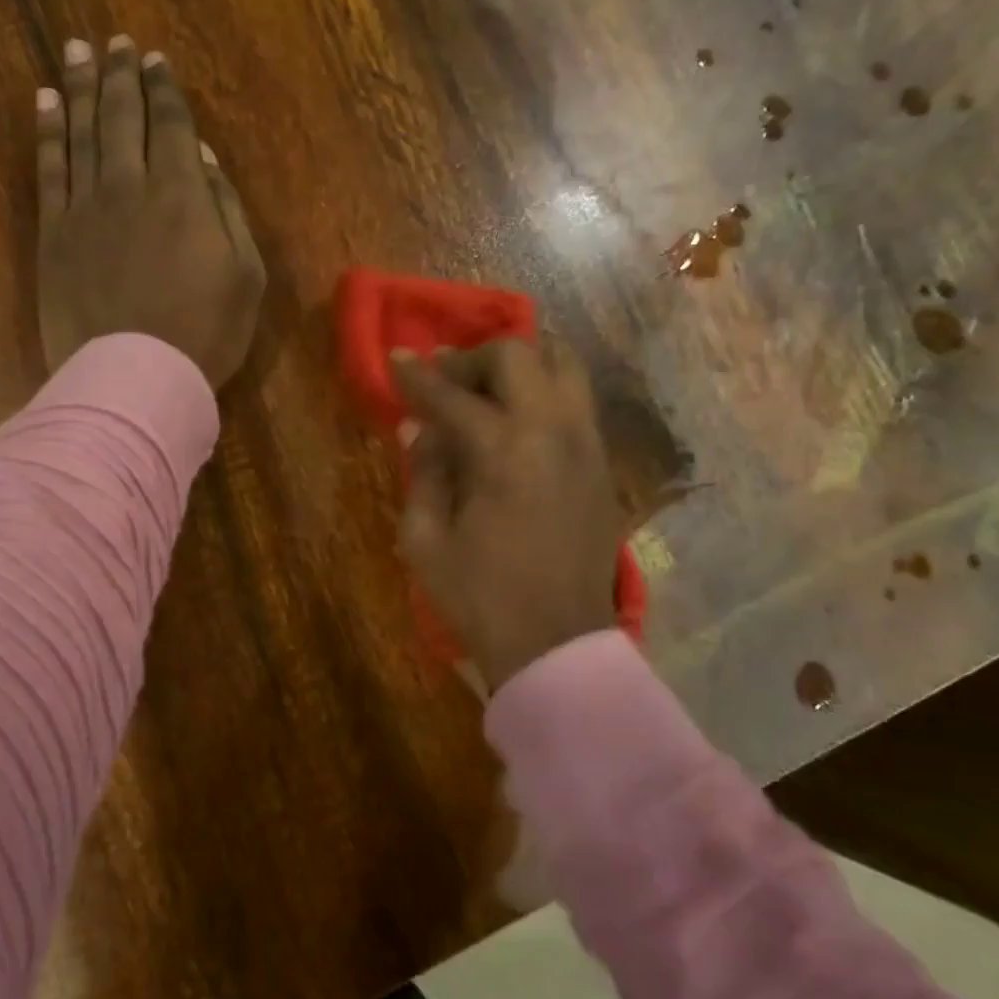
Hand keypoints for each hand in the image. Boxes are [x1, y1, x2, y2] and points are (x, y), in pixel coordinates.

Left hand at [36, 36, 265, 387]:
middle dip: (121, 74)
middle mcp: (130, 186)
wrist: (137, 375)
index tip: (154, 59)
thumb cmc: (205, 333)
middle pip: (123, 117)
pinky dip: (48, 131)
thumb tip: (203, 158)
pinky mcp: (54, 234)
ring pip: (82, 131)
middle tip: (115, 42)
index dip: (163, 89)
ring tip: (77, 51)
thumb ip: (227, 211)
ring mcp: (86, 207)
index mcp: (183, 194)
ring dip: (81, 87)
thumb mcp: (245, 276)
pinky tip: (46, 103)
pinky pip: (49, 169)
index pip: (171, 125)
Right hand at [394, 338, 622, 692]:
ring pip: (563, 365)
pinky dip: (544, 390)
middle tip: (444, 381)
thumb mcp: (425, 540)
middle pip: (517, 355)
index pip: (453, 394)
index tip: (397, 357)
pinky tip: (518, 420)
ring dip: (519, 364)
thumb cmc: (479, 597)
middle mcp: (553, 431)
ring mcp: (586, 444)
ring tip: (487, 388)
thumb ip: (423, 472)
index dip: (418, 375)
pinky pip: (576, 401)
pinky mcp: (601, 464)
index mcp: (504, 451)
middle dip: (472, 358)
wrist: (556, 643)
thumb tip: (420, 428)